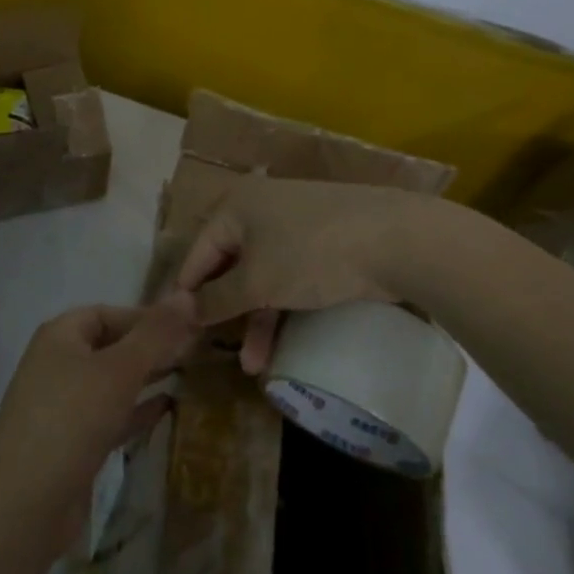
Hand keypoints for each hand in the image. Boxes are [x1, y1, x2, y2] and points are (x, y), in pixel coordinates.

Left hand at [0, 295, 197, 546]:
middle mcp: (58, 364)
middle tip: (195, 350)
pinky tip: (168, 408)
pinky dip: (137, 410)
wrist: (25, 503)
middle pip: (110, 346)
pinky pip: (110, 415)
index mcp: (60, 336)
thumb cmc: (71, 419)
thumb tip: (187, 293)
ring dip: (146, 377)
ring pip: (111, 382)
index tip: (186, 327)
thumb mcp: (119, 370)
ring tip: (189, 374)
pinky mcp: (72, 443)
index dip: (145, 317)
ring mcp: (63, 406)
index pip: (107, 313)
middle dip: (149, 347)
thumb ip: (155, 334)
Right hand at [173, 177, 423, 374]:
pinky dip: (281, 308)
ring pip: (261, 276)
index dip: (186, 293)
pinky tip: (280, 346)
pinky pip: (289, 276)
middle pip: (229, 265)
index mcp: (235, 206)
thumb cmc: (310, 254)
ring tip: (252, 366)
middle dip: (224, 313)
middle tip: (213, 350)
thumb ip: (216, 299)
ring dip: (255, 320)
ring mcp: (295, 225)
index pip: (197, 252)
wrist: (397, 239)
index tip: (177, 331)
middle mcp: (260, 209)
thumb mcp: (257, 281)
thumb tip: (181, 310)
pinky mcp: (323, 243)